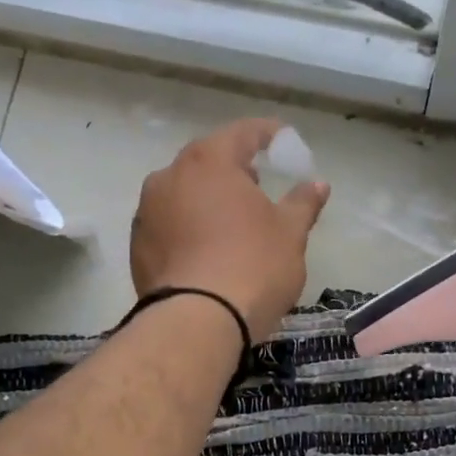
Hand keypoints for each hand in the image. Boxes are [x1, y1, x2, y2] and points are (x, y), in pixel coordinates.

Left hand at [131, 119, 330, 341]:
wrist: (197, 322)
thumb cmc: (253, 266)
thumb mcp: (290, 233)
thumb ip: (303, 203)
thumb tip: (318, 184)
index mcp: (209, 162)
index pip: (242, 133)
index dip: (267, 134)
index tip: (284, 141)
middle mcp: (169, 177)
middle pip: (207, 162)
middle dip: (234, 169)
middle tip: (258, 185)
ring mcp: (147, 212)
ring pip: (183, 194)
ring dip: (207, 200)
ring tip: (231, 223)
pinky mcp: (137, 248)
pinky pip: (169, 226)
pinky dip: (188, 229)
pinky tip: (207, 251)